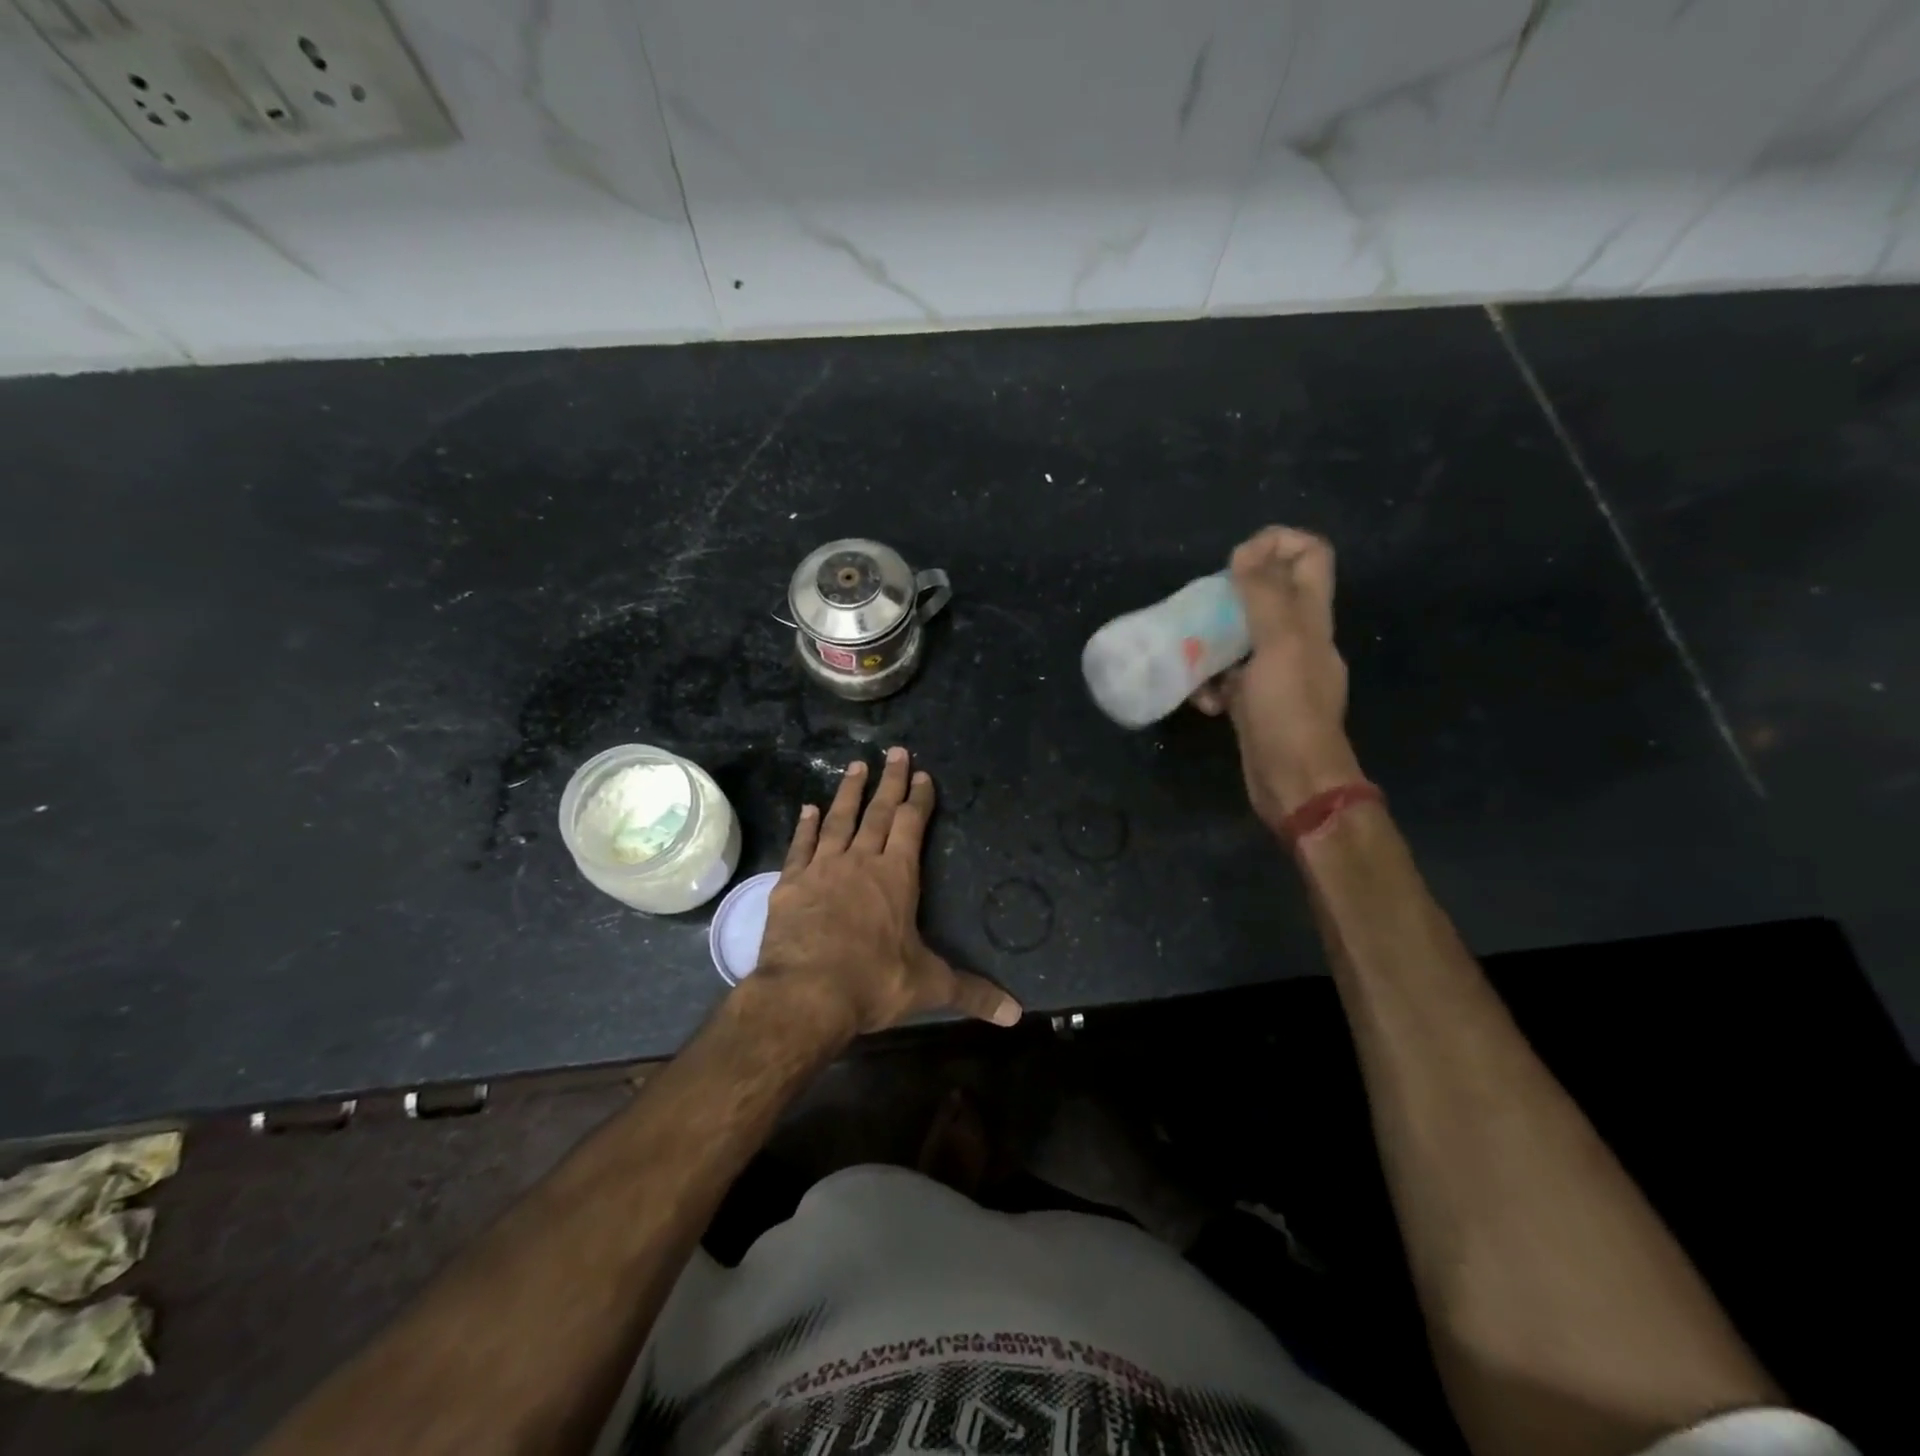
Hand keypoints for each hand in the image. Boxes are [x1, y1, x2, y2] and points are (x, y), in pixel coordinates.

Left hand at [748, 747, 1022, 1036]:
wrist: (806, 995)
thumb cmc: (873, 982)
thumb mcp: (929, 987)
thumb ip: (973, 993)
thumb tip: (1017, 1014)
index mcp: (896, 876)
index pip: (911, 825)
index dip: (919, 798)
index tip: (922, 774)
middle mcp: (860, 862)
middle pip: (878, 812)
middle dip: (889, 781)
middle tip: (895, 751)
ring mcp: (822, 869)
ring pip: (838, 820)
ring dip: (848, 792)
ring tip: (855, 766)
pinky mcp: (790, 884)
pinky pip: (800, 846)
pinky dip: (805, 826)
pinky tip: (807, 808)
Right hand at [1192, 526, 1363, 831]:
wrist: (1293, 780)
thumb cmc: (1288, 710)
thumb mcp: (1279, 644)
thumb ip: (1264, 595)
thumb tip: (1246, 551)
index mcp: (1312, 618)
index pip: (1310, 556)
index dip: (1278, 543)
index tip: (1238, 560)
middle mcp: (1298, 639)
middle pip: (1270, 593)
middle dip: (1233, 592)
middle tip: (1204, 605)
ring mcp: (1276, 672)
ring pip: (1242, 636)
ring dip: (1213, 640)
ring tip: (1189, 651)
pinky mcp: (1255, 701)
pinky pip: (1229, 677)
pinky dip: (1211, 682)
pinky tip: (1200, 698)